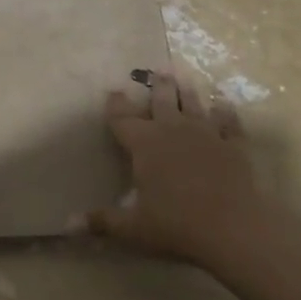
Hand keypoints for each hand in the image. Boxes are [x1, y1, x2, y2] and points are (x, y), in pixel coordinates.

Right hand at [88, 73, 274, 270]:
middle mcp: (172, 130)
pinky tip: (224, 105)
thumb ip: (102, 221)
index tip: (113, 91)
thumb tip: (67, 224)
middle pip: (162, 101)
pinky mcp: (233, 145)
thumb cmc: (176, 225)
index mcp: (144, 143)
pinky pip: (229, 123)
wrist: (233, 228)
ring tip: (184, 79)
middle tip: (159, 71)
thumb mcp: (133, 228)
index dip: (116, 105)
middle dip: (159, 87)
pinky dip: (226, 113)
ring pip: (193, 105)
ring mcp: (206, 134)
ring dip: (188, 93)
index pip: (123, 118)